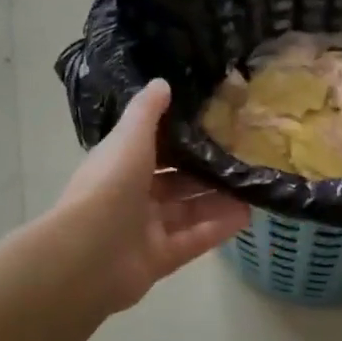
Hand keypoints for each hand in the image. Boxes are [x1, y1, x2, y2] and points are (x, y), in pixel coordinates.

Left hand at [52, 80, 251, 309]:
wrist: (89, 254)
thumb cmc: (110, 185)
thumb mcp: (130, 137)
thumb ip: (147, 111)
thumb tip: (162, 82)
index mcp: (120, 165)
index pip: (153, 148)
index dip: (179, 138)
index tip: (212, 124)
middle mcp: (132, 196)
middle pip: (174, 182)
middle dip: (204, 171)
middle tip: (241, 156)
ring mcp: (145, 230)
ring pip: (187, 211)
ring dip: (217, 199)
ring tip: (252, 185)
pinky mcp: (160, 258)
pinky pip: (194, 239)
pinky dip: (218, 228)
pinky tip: (247, 214)